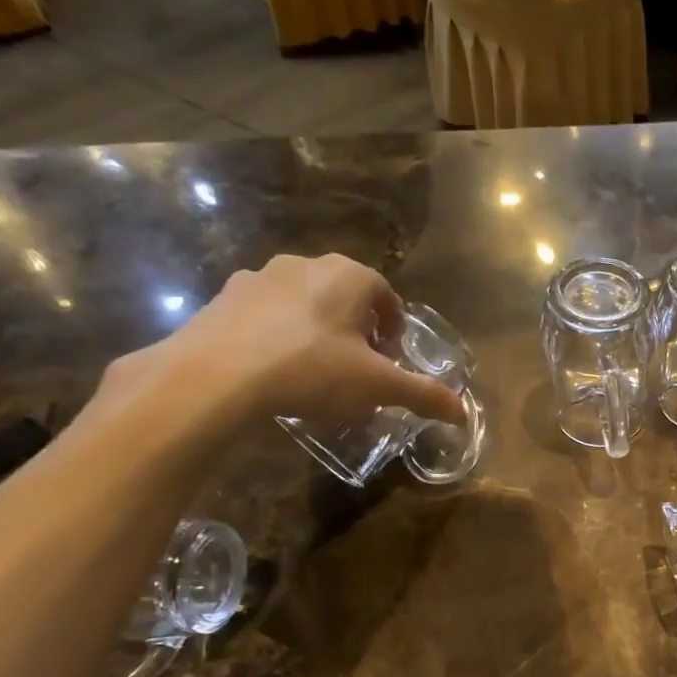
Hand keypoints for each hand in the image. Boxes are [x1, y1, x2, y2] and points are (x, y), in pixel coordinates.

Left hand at [108, 253, 464, 432]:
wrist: (214, 376)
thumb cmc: (311, 370)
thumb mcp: (378, 387)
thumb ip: (422, 395)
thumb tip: (462, 412)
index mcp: (349, 276)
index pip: (386, 295)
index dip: (394, 328)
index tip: (390, 360)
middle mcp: (305, 264)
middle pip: (346, 296)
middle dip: (358, 329)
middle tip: (359, 368)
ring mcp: (258, 277)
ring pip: (304, 303)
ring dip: (318, 331)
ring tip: (316, 373)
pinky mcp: (224, 298)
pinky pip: (266, 315)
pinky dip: (279, 336)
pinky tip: (275, 372)